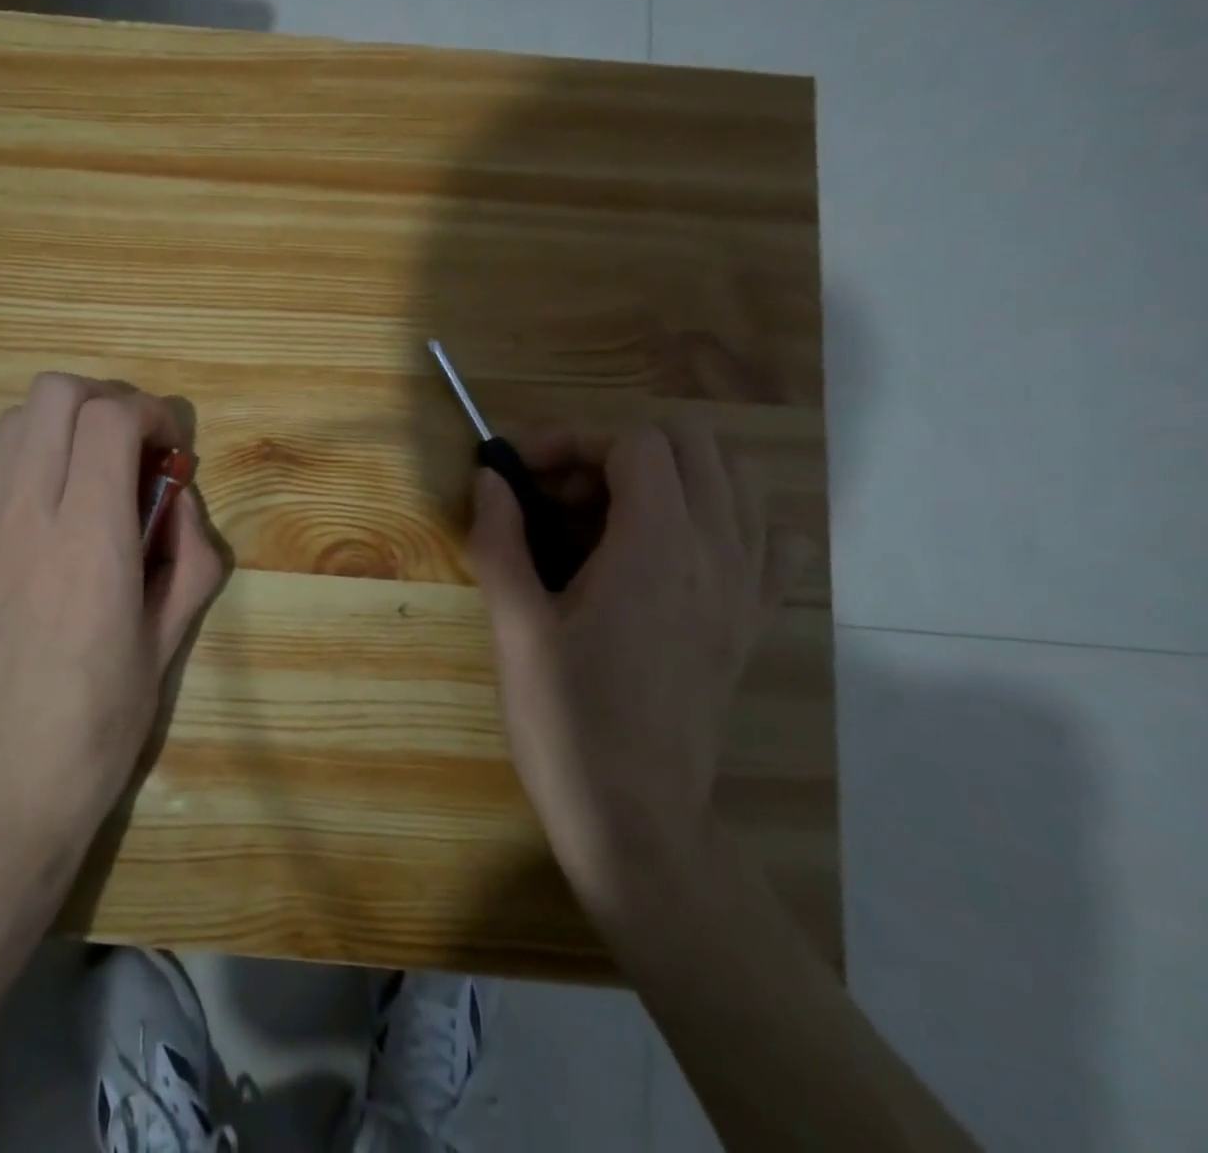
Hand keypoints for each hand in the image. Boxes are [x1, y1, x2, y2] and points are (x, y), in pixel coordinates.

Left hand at [0, 373, 224, 867]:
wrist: (4, 782)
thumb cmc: (102, 717)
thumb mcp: (172, 635)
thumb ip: (190, 551)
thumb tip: (176, 496)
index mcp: (90, 541)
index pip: (110, 418)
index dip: (149, 412)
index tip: (166, 445)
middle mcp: (23, 517)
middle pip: (53, 395)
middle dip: (103, 401)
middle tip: (127, 446)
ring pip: (10, 423)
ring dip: (57, 430)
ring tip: (79, 476)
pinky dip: (15, 462)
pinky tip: (32, 510)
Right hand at [469, 418, 800, 917]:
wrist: (634, 815)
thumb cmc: (564, 720)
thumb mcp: (513, 627)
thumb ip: (499, 538)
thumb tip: (488, 477)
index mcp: (656, 549)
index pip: (635, 442)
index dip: (571, 441)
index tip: (522, 475)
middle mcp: (718, 553)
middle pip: (694, 443)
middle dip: (618, 449)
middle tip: (563, 495)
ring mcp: (748, 586)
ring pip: (737, 478)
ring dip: (669, 474)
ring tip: (609, 514)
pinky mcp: (755, 618)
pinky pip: (770, 536)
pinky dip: (726, 516)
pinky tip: (676, 547)